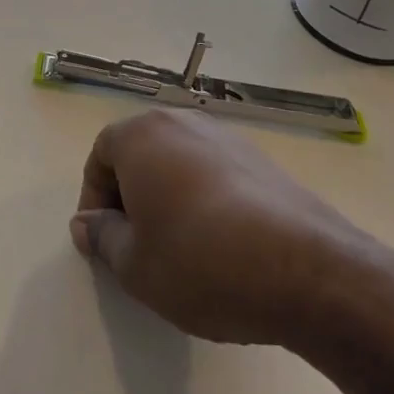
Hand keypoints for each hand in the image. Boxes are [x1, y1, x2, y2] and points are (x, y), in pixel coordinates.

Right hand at [70, 111, 368, 346]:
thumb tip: (87, 224)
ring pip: (178, 164)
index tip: (101, 241)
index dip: (93, 199)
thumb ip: (101, 237)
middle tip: (135, 245)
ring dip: (167, 198)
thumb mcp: (133, 263)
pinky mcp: (263, 161)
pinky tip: (218, 245)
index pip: (100, 155)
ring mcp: (229, 138)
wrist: (306, 270)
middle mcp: (184, 123)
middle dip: (129, 197)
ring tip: (177, 249)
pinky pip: (214, 174)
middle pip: (141, 153)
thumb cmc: (199, 261)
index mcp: (143, 136)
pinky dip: (203, 201)